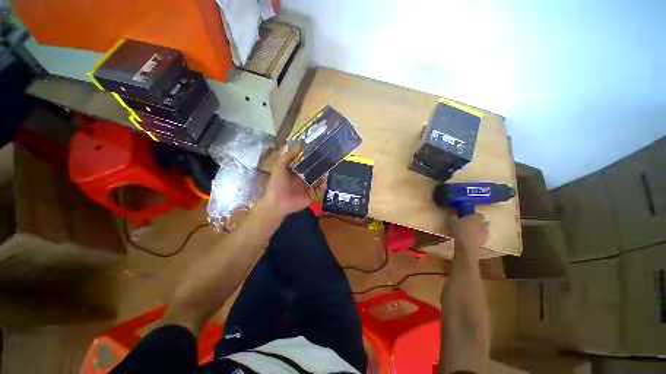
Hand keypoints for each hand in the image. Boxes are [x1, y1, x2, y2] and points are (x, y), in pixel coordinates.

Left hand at [261, 147, 325, 217]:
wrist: (278, 203)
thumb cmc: (277, 184)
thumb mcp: (279, 167)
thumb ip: (288, 156)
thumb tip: (299, 145)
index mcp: (295, 171)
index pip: (304, 161)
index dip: (310, 155)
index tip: (317, 147)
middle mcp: (302, 177)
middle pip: (313, 169)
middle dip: (319, 164)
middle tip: (327, 156)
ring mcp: (308, 186)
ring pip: (319, 178)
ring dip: (323, 173)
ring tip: (328, 167)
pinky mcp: (312, 194)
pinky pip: (321, 189)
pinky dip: (324, 184)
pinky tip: (325, 179)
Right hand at [447, 212, 488, 250]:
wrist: (466, 244)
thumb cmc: (459, 230)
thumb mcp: (452, 221)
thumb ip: (453, 215)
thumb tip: (454, 212)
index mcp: (474, 217)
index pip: (479, 214)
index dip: (475, 215)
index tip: (470, 216)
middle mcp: (481, 223)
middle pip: (484, 221)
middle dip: (480, 222)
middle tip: (472, 224)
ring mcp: (484, 232)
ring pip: (485, 229)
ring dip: (481, 229)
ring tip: (473, 231)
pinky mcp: (484, 240)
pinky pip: (483, 236)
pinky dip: (480, 237)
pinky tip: (474, 238)